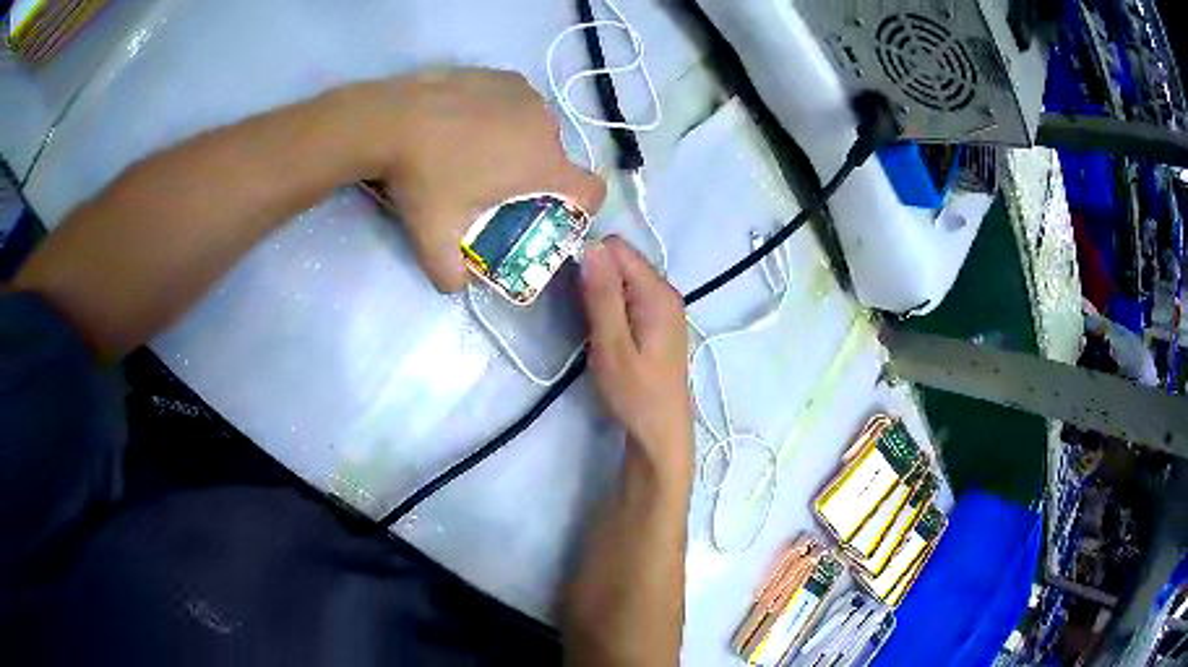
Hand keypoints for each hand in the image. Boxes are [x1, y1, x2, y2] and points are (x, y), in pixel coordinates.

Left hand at [342, 68, 606, 291]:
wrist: (393, 117)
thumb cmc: (423, 176)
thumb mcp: (434, 236)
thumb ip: (450, 274)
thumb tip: (456, 288)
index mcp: (542, 165)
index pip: (592, 191)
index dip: (582, 207)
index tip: (556, 212)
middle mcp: (547, 126)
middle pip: (558, 160)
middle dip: (537, 176)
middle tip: (495, 185)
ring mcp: (527, 96)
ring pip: (538, 129)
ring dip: (521, 143)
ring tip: (477, 148)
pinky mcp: (506, 76)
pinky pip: (520, 103)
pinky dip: (506, 115)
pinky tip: (470, 121)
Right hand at [582, 237, 693, 489]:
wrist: (660, 433)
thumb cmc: (636, 394)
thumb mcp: (613, 346)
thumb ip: (603, 295)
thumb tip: (590, 246)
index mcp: (658, 292)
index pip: (616, 247)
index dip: (588, 258)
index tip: (568, 287)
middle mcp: (665, 291)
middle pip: (620, 260)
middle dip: (592, 275)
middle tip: (575, 311)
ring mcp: (662, 306)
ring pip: (621, 278)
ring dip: (598, 292)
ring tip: (585, 323)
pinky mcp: (655, 321)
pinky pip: (627, 296)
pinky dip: (608, 305)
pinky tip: (600, 330)